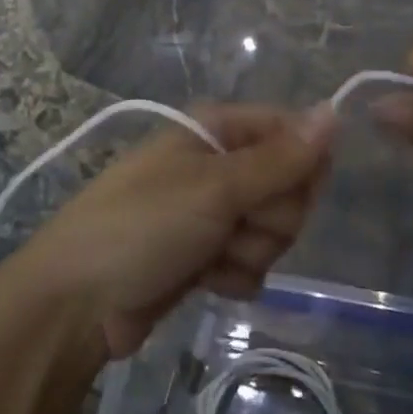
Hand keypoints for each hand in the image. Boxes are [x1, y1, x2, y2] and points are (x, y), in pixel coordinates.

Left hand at [12, 104, 334, 358]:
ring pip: (275, 229)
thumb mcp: (215, 187)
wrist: (78, 302)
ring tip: (208, 254)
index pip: (291, 132)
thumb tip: (334, 111)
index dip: (300, 165)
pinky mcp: (209, 254)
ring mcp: (214, 210)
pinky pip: (253, 262)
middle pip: (290, 186)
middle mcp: (220, 162)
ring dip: (249, 250)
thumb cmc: (142, 225)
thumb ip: (280, 158)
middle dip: (270, 216)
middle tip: (230, 223)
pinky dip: (234, 275)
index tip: (284, 191)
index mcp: (218, 128)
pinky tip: (205, 279)